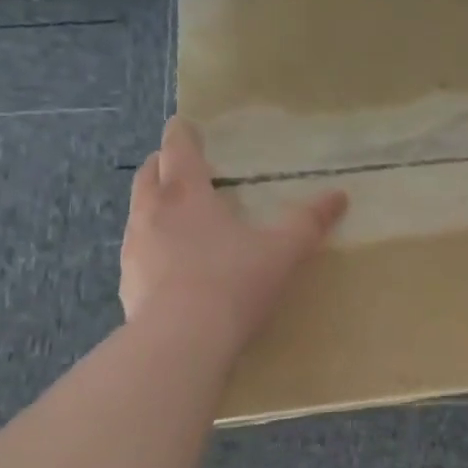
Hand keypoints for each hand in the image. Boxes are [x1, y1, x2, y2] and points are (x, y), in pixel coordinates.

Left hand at [120, 117, 347, 345]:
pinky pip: (137, 252)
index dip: (181, 134)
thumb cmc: (234, 282)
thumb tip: (340, 196)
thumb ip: (309, 222)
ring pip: (138, 212)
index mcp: (187, 195)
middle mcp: (152, 213)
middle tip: (178, 164)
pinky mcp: (127, 285)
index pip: (177, 149)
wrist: (180, 343)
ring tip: (175, 213)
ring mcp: (134, 250)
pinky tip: (170, 264)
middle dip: (160, 164)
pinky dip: (151, 244)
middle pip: (148, 175)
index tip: (183, 124)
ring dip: (152, 204)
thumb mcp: (283, 251)